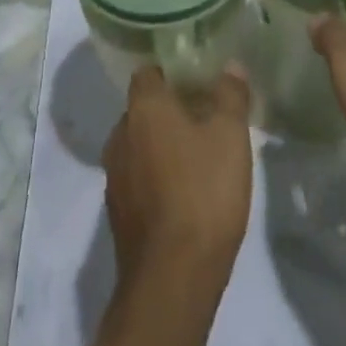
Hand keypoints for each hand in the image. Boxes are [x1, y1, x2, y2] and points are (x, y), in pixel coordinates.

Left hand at [102, 67, 251, 298]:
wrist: (172, 279)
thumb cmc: (203, 192)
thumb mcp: (230, 136)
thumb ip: (230, 95)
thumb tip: (230, 66)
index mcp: (143, 108)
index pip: (148, 72)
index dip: (172, 72)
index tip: (198, 79)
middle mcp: (120, 135)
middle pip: (143, 109)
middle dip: (170, 110)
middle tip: (206, 117)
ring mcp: (114, 176)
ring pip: (139, 145)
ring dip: (163, 145)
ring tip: (199, 156)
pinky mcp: (118, 213)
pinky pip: (137, 178)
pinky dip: (156, 177)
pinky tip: (185, 193)